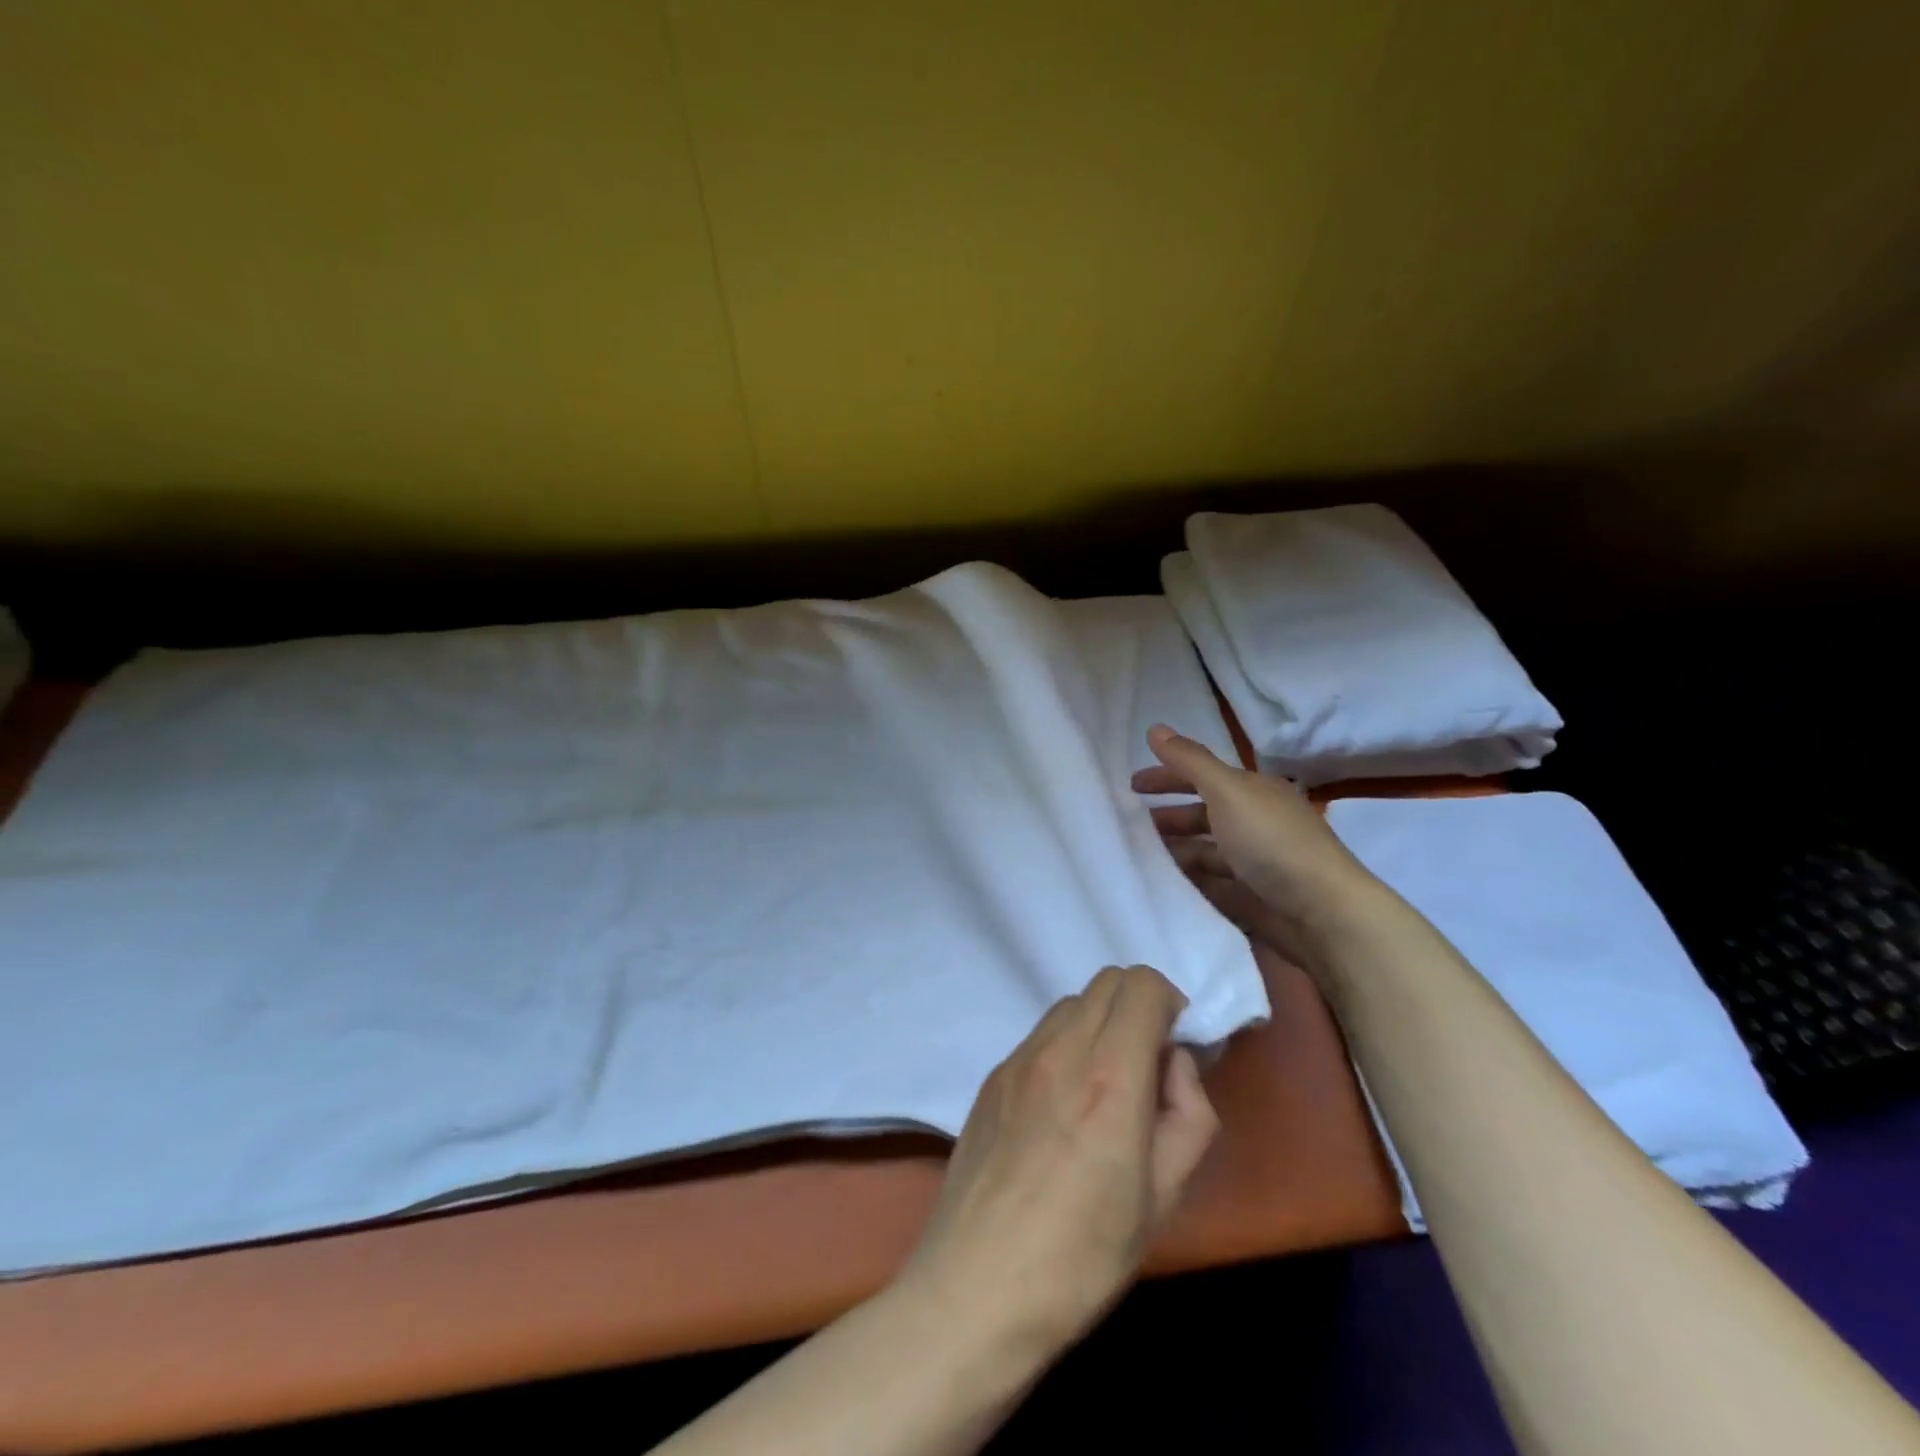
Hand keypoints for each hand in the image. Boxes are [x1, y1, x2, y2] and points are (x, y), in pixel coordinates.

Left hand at [901, 965, 1217, 1361]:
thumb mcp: (1165, 1198)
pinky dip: (1066, 1044)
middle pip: (1107, 981)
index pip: (1142, 984)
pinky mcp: (992, 1077)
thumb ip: (1188, 1114)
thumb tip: (1174, 1064)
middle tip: (1148, 1064)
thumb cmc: (1084, 1256)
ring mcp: (1018, 1058)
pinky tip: (1063, 1105)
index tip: (1176, 1045)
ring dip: (1101, 1023)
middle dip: (1139, 1006)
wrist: (977, 1288)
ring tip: (1104, 1086)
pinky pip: (1040, 1034)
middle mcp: (1060, 1049)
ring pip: (1071, 1004)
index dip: (1169, 1002)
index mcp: (1109, 1076)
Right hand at [1130, 724, 1379, 965]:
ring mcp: (1255, 862)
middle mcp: (1256, 823)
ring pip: (1206, 849)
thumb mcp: (1227, 791)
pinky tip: (1165, 884)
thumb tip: (1156, 728)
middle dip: (1168, 815)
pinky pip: (1212, 882)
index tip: (1131, 785)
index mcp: (1254, 792)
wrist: (1323, 913)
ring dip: (1175, 849)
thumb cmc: (1272, 842)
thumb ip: (1190, 762)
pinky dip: (1189, 879)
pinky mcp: (1253, 898)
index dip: (1168, 776)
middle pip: (1204, 813)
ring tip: (1139, 857)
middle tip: (1129, 824)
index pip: (1203, 776)